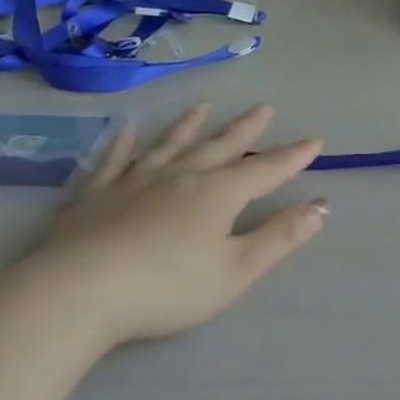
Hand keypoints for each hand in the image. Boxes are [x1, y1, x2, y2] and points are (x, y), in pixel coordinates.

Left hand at [15, 104, 325, 347]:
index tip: (315, 140)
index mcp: (218, 194)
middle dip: (246, 129)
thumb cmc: (167, 288)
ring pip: (170, 145)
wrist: (78, 292)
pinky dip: (123, 144)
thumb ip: (280, 237)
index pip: (266, 170)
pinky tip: (126, 129)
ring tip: (202, 106)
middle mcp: (181, 176)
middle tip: (263, 107)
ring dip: (189, 126)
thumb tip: (321, 207)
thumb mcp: (235, 271)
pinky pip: (114, 161)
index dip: (292, 157)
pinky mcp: (95, 195)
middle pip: (220, 147)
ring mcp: (135, 181)